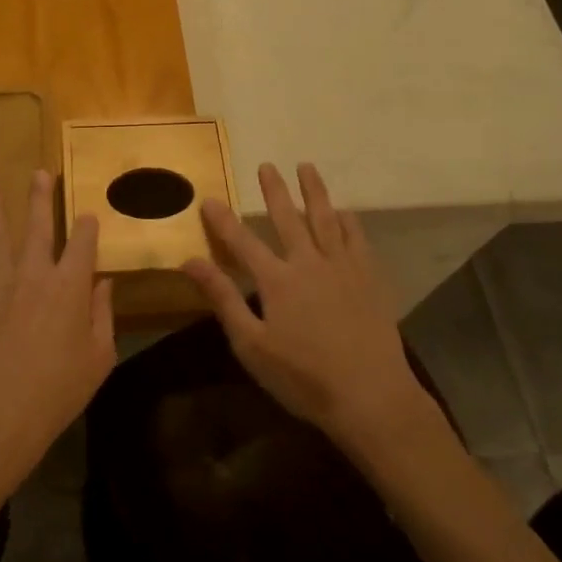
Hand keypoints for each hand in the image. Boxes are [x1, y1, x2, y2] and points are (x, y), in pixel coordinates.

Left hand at [0, 171, 115, 495]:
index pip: (83, 243)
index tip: (88, 216)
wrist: (2, 409)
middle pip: (39, 226)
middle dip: (40, 197)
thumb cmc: (59, 388)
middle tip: (39, 173)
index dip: (87, 227)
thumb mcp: (98, 357)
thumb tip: (104, 285)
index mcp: (71, 286)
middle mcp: (35, 274)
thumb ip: (103, 316)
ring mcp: (1, 284)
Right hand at [183, 163, 441, 460]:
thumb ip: (223, 299)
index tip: (208, 199)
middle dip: (274, 191)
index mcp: (276, 280)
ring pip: (325, 219)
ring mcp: (343, 268)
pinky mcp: (369, 279)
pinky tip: (344, 212)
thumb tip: (189, 261)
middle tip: (266, 165)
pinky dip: (349, 221)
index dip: (222, 220)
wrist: (371, 396)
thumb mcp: (251, 344)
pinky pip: (357, 239)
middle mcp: (308, 263)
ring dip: (314, 191)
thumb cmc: (303, 377)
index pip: (242, 242)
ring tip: (306, 167)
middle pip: (287, 218)